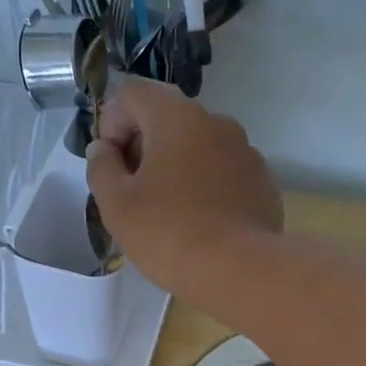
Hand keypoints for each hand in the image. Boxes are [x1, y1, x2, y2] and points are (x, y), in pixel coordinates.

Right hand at [86, 76, 283, 294]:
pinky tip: (202, 223)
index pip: (133, 94)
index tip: (111, 165)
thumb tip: (104, 149)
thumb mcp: (117, 205)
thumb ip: (101, 168)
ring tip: (170, 211)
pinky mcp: (263, 183)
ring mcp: (246, 152)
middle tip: (135, 192)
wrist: (240, 271)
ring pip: (200, 147)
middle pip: (168, 118)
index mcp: (177, 116)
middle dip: (145, 147)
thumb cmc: (169, 233)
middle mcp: (217, 122)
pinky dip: (207, 187)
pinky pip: (225, 173)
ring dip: (178, 167)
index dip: (112, 123)